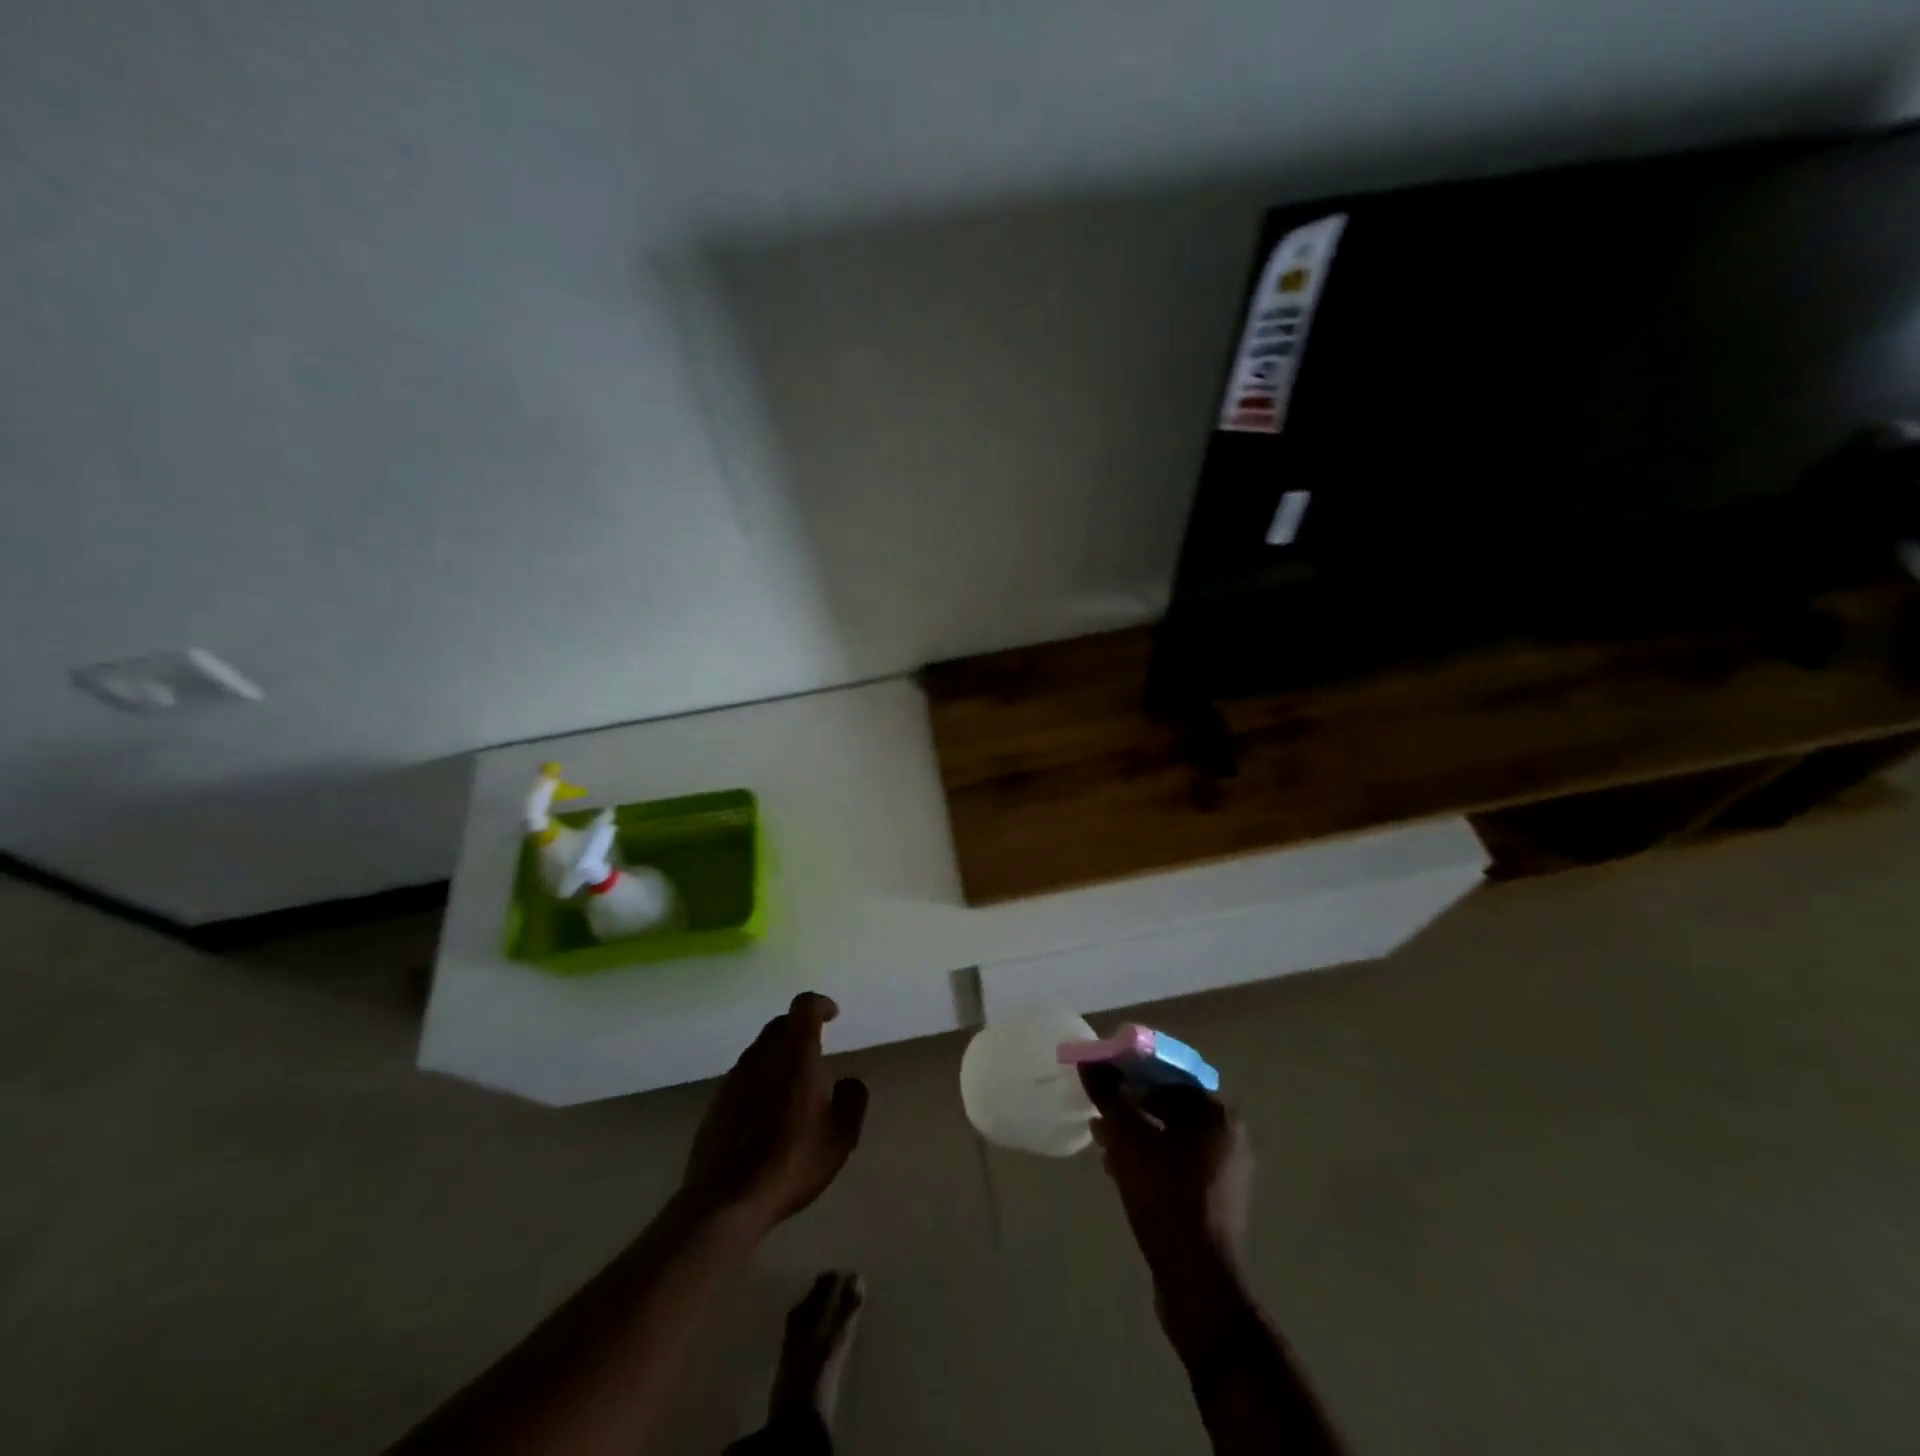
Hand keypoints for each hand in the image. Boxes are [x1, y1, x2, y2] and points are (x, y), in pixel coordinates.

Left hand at [681, 992, 869, 1235]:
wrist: (725, 1201)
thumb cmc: (791, 1163)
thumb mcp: (840, 1138)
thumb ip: (852, 1101)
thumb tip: (849, 1081)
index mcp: (795, 1054)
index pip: (804, 1006)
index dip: (820, 1005)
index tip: (833, 1015)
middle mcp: (762, 1055)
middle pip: (780, 1024)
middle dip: (800, 1028)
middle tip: (816, 1049)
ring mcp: (734, 1077)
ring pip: (760, 1049)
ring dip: (779, 1053)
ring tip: (794, 1083)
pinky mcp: (717, 1101)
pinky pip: (744, 1075)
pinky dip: (761, 1078)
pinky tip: (768, 1111)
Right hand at [1079, 1066, 1251, 1280]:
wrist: (1199, 1284)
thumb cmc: (1166, 1198)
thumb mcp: (1128, 1139)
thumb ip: (1109, 1094)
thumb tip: (1089, 1060)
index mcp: (1215, 1113)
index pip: (1169, 1071)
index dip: (1132, 1067)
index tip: (1102, 1073)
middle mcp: (1227, 1136)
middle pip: (1169, 1102)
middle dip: (1131, 1102)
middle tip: (1099, 1106)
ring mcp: (1224, 1170)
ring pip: (1170, 1134)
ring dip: (1136, 1131)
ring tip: (1101, 1138)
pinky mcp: (1214, 1199)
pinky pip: (1176, 1162)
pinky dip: (1149, 1157)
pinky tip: (1118, 1169)